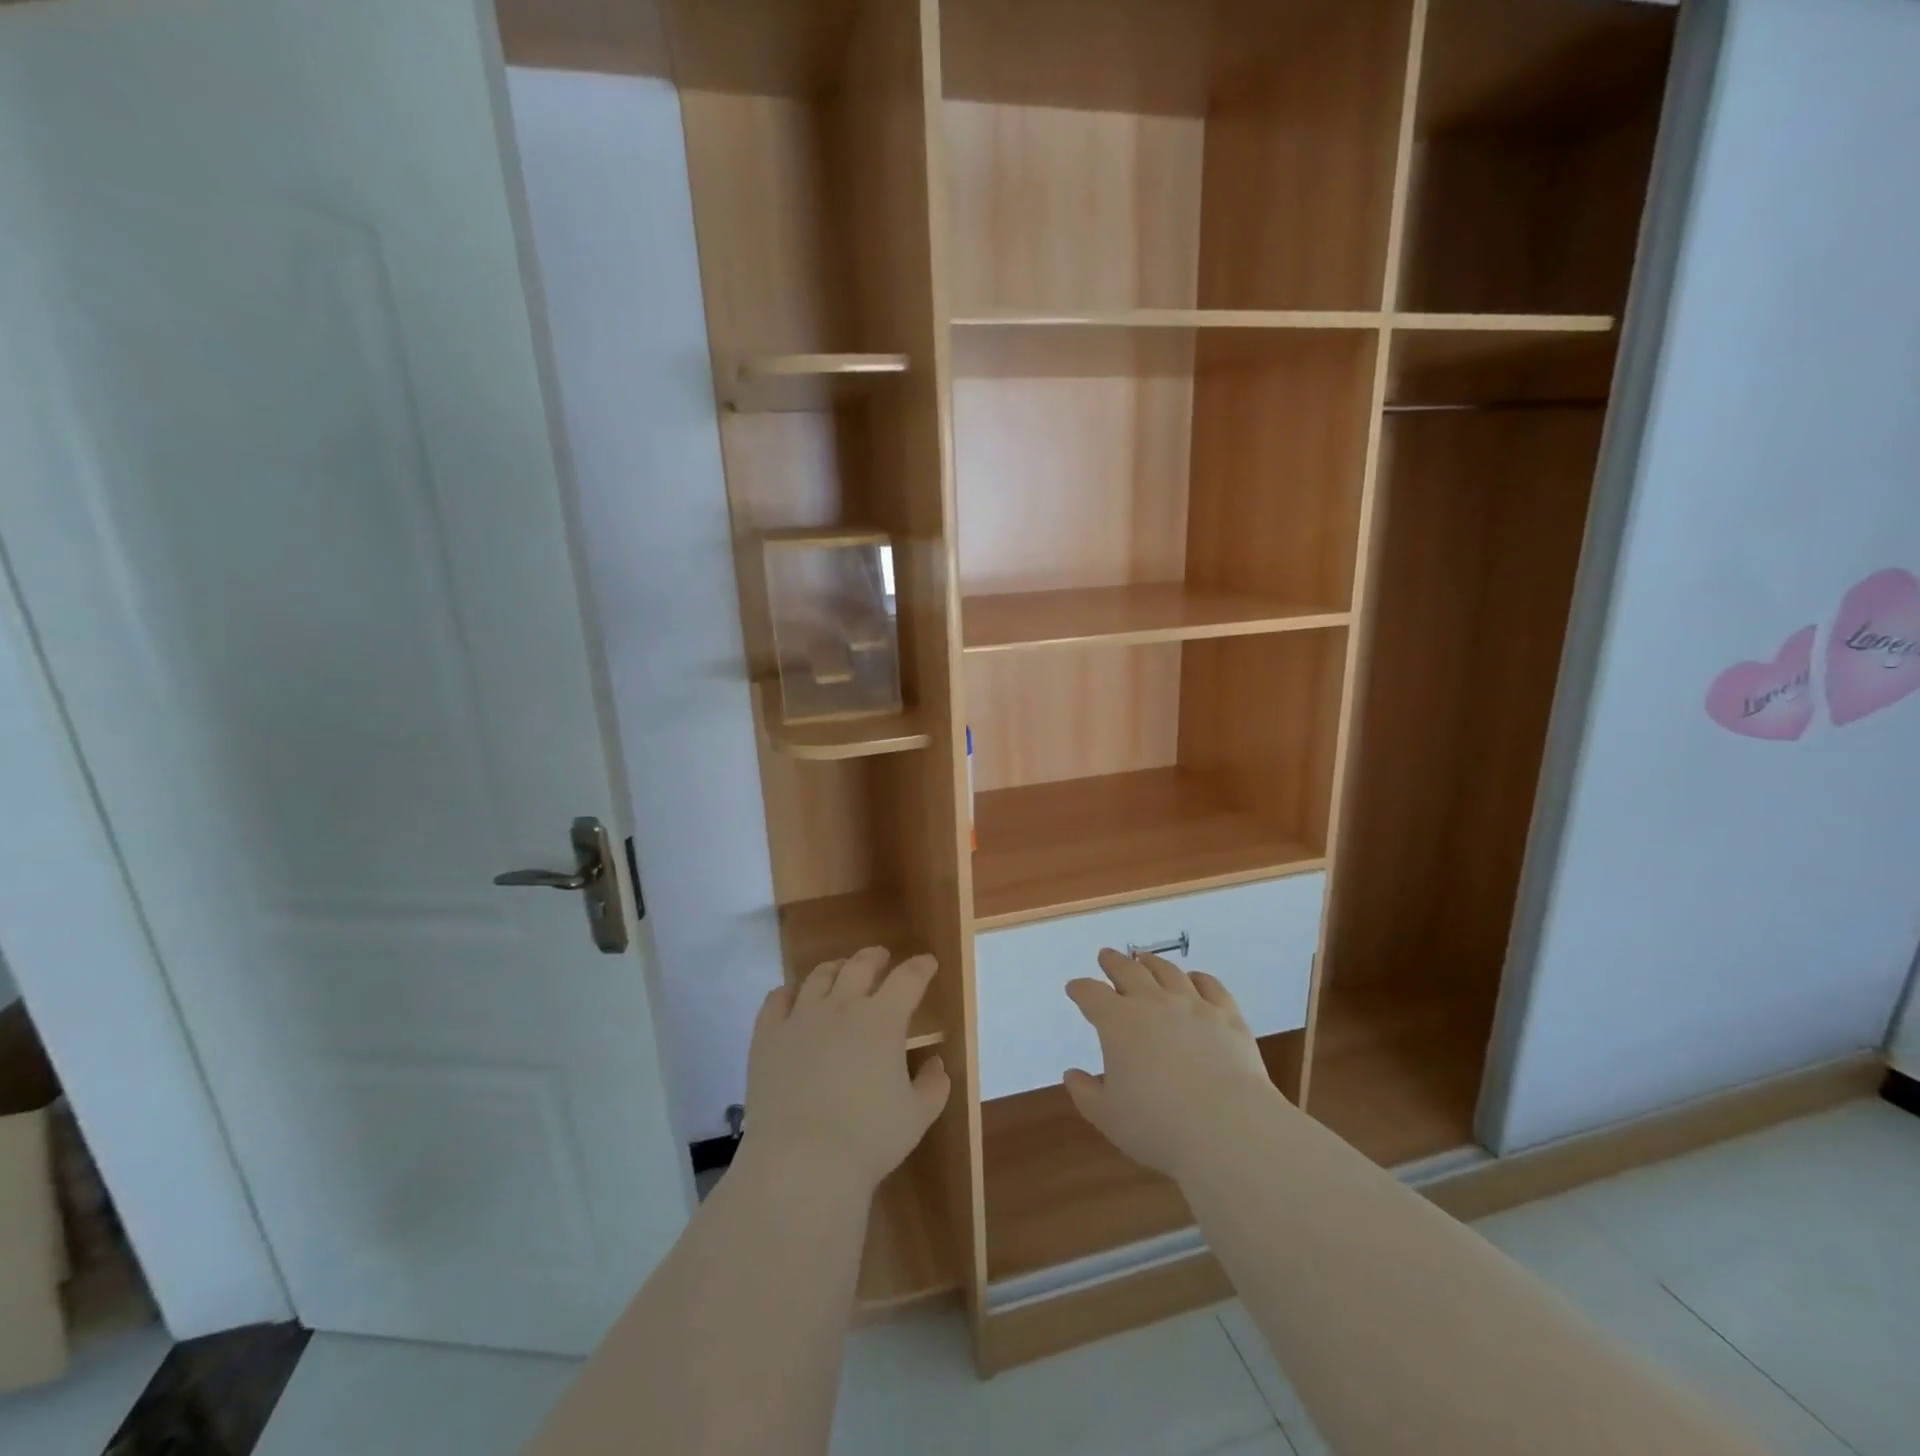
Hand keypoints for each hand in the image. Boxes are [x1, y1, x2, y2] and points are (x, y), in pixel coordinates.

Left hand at [741, 947, 949, 1198]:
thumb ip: (933, 1085)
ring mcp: (800, 1018)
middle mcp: (842, 1006)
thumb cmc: (868, 1139)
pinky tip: (792, 996)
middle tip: (881, 957)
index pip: (907, 978)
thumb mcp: (917, 1116)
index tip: (927, 962)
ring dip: (835, 968)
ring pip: (818, 976)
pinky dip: (789, 992)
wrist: (801, 1163)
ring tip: (839, 970)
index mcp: (882, 1019)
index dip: (920, 967)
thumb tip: (936, 1062)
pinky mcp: (767, 1036)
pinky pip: (776, 1000)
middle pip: (860, 965)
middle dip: (875, 957)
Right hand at [1063, 948, 1279, 1182]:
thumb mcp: (1108, 1117)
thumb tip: (1072, 1074)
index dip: (1080, 989)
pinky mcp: (1227, 1016)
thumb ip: (1086, 1093)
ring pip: (1168, 972)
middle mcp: (1153, 1003)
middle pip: (1129, 971)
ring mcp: (1193, 1005)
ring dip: (1152, 962)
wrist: (1228, 1129)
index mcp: (1118, 1022)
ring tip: (1145, 959)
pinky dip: (1199, 978)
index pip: (1091, 994)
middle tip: (1106, 956)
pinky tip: (1195, 978)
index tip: (1074, 988)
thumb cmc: (1159, 1126)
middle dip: (1114, 962)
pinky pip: (1211, 986)